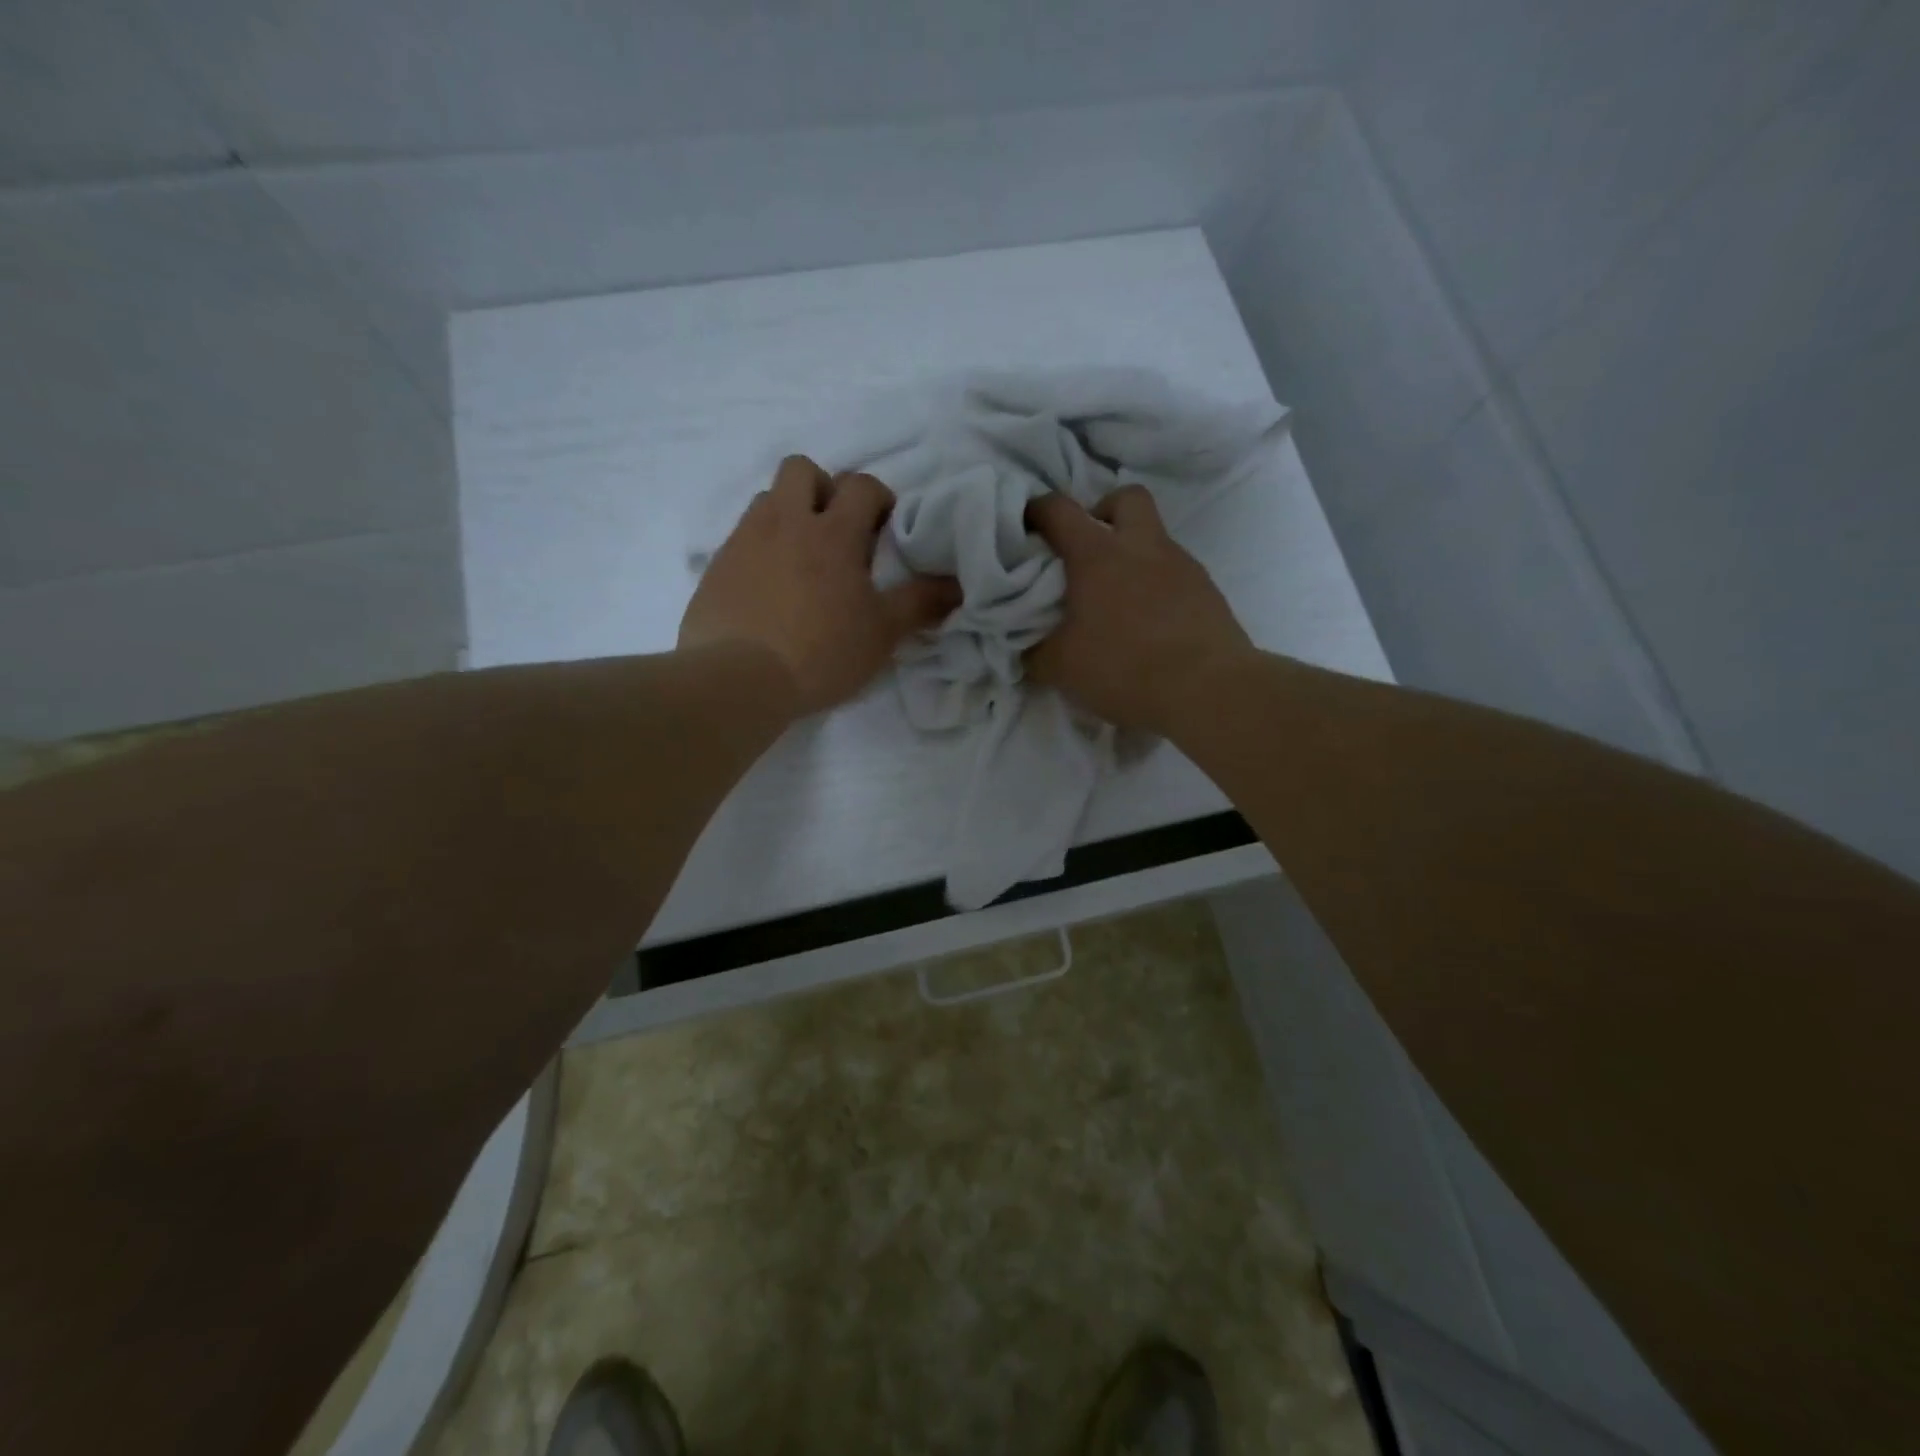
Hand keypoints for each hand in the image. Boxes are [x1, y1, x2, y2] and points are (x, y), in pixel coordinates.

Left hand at [679, 456, 960, 714]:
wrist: (739, 679)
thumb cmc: (821, 652)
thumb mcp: (882, 633)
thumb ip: (920, 603)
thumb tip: (957, 585)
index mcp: (833, 533)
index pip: (860, 486)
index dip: (878, 498)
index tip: (883, 528)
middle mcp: (786, 522)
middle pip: (802, 469)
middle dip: (824, 488)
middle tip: (836, 531)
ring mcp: (746, 540)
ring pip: (768, 498)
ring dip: (789, 514)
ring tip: (801, 558)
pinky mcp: (717, 564)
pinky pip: (742, 536)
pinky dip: (760, 546)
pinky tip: (768, 586)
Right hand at [1025, 485, 1252, 734]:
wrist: (1207, 689)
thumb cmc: (1123, 668)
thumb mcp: (1060, 668)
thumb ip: (1034, 651)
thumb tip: (1025, 646)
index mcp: (1097, 555)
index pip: (1059, 510)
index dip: (1037, 510)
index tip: (1027, 524)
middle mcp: (1141, 547)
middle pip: (1126, 499)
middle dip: (1103, 511)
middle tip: (1087, 548)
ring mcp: (1181, 565)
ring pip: (1154, 537)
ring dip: (1133, 554)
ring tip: (1117, 597)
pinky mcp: (1207, 590)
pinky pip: (1175, 572)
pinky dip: (1157, 585)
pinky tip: (1149, 622)